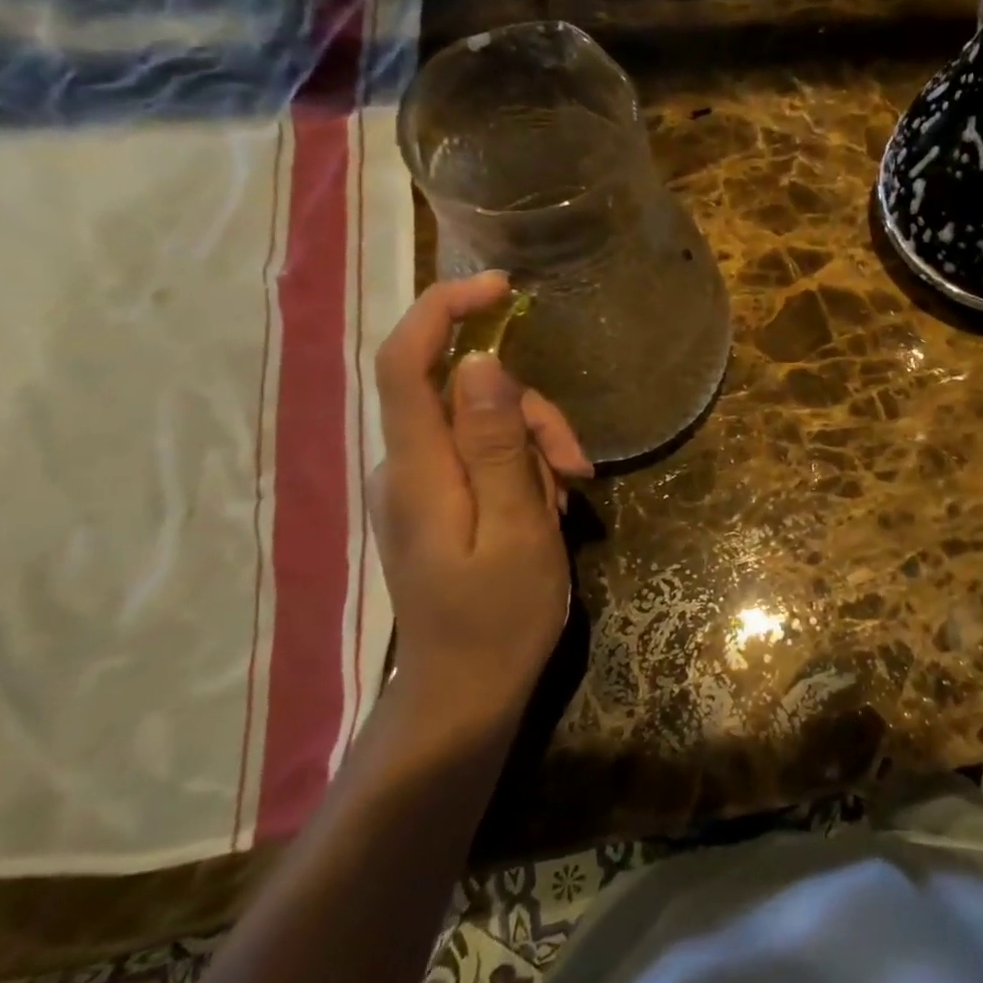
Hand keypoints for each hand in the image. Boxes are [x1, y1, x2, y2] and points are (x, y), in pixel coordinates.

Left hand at [368, 272, 591, 743]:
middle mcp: (406, 466)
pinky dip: (522, 469)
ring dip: (534, 447)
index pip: (406, 362)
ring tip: (566, 498)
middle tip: (576, 465)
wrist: (464, 694)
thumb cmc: (499, 617)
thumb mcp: (518, 528)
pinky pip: (482, 456)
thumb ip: (497, 445)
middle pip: (464, 395)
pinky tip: (545, 508)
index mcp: (419, 469)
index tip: (501, 288)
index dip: (445, 310)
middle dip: (530, 414)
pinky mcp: (437, 502)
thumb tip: (480, 363)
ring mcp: (420, 486)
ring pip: (482, 425)